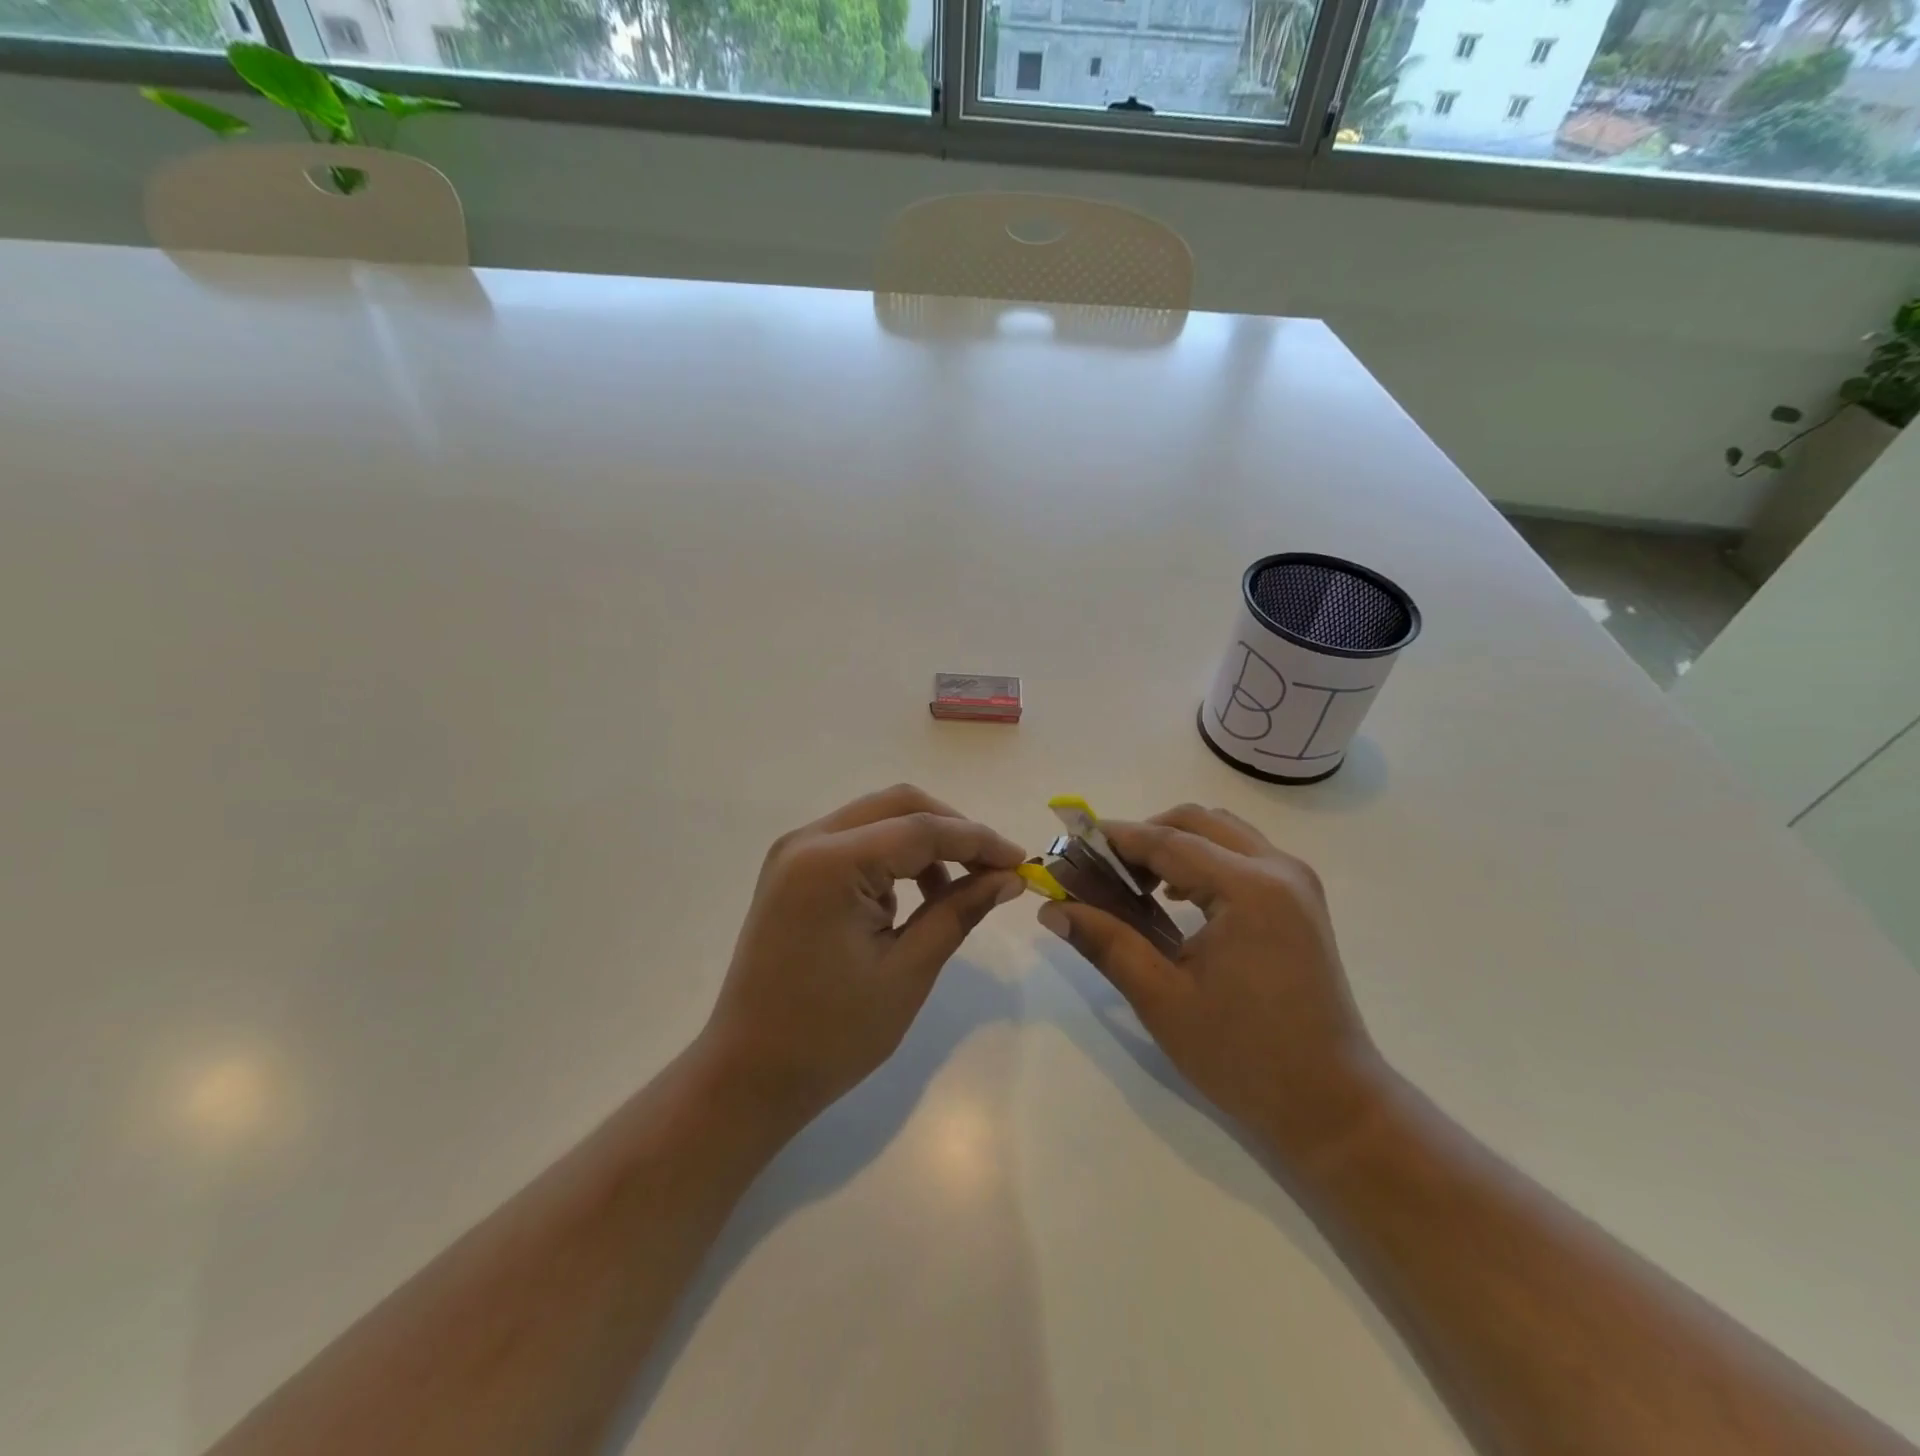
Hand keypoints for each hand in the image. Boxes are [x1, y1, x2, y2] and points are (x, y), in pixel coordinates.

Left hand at [700, 785, 1026, 1131]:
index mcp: (831, 862)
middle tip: (992, 869)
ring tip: (954, 892)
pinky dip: (892, 857)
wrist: (748, 1074)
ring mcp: (794, 853)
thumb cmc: (831, 1034)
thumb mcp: (908, 971)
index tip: (1022, 862)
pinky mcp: (792, 871)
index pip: (922, 829)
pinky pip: (855, 842)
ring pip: (877, 818)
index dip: (979, 841)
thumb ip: (959, 910)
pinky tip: (910, 900)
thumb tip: (1008, 876)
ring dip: (923, 841)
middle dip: (952, 830)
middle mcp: (807, 840)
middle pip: (898, 805)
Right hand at [1038, 805, 1379, 1162]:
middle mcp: (1279, 869)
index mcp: (1249, 889)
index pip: (1167, 841)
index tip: (1070, 845)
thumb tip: (1052, 909)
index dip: (1114, 839)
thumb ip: (1106, 943)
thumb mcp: (1162, 999)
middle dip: (1145, 835)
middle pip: (1197, 821)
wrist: (1332, 1105)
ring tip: (1136, 884)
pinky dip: (1203, 859)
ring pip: (1222, 833)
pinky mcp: (1301, 901)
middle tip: (1104, 869)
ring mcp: (1296, 882)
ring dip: (1175, 844)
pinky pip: (1243, 855)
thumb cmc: (1244, 1056)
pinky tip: (1177, 898)